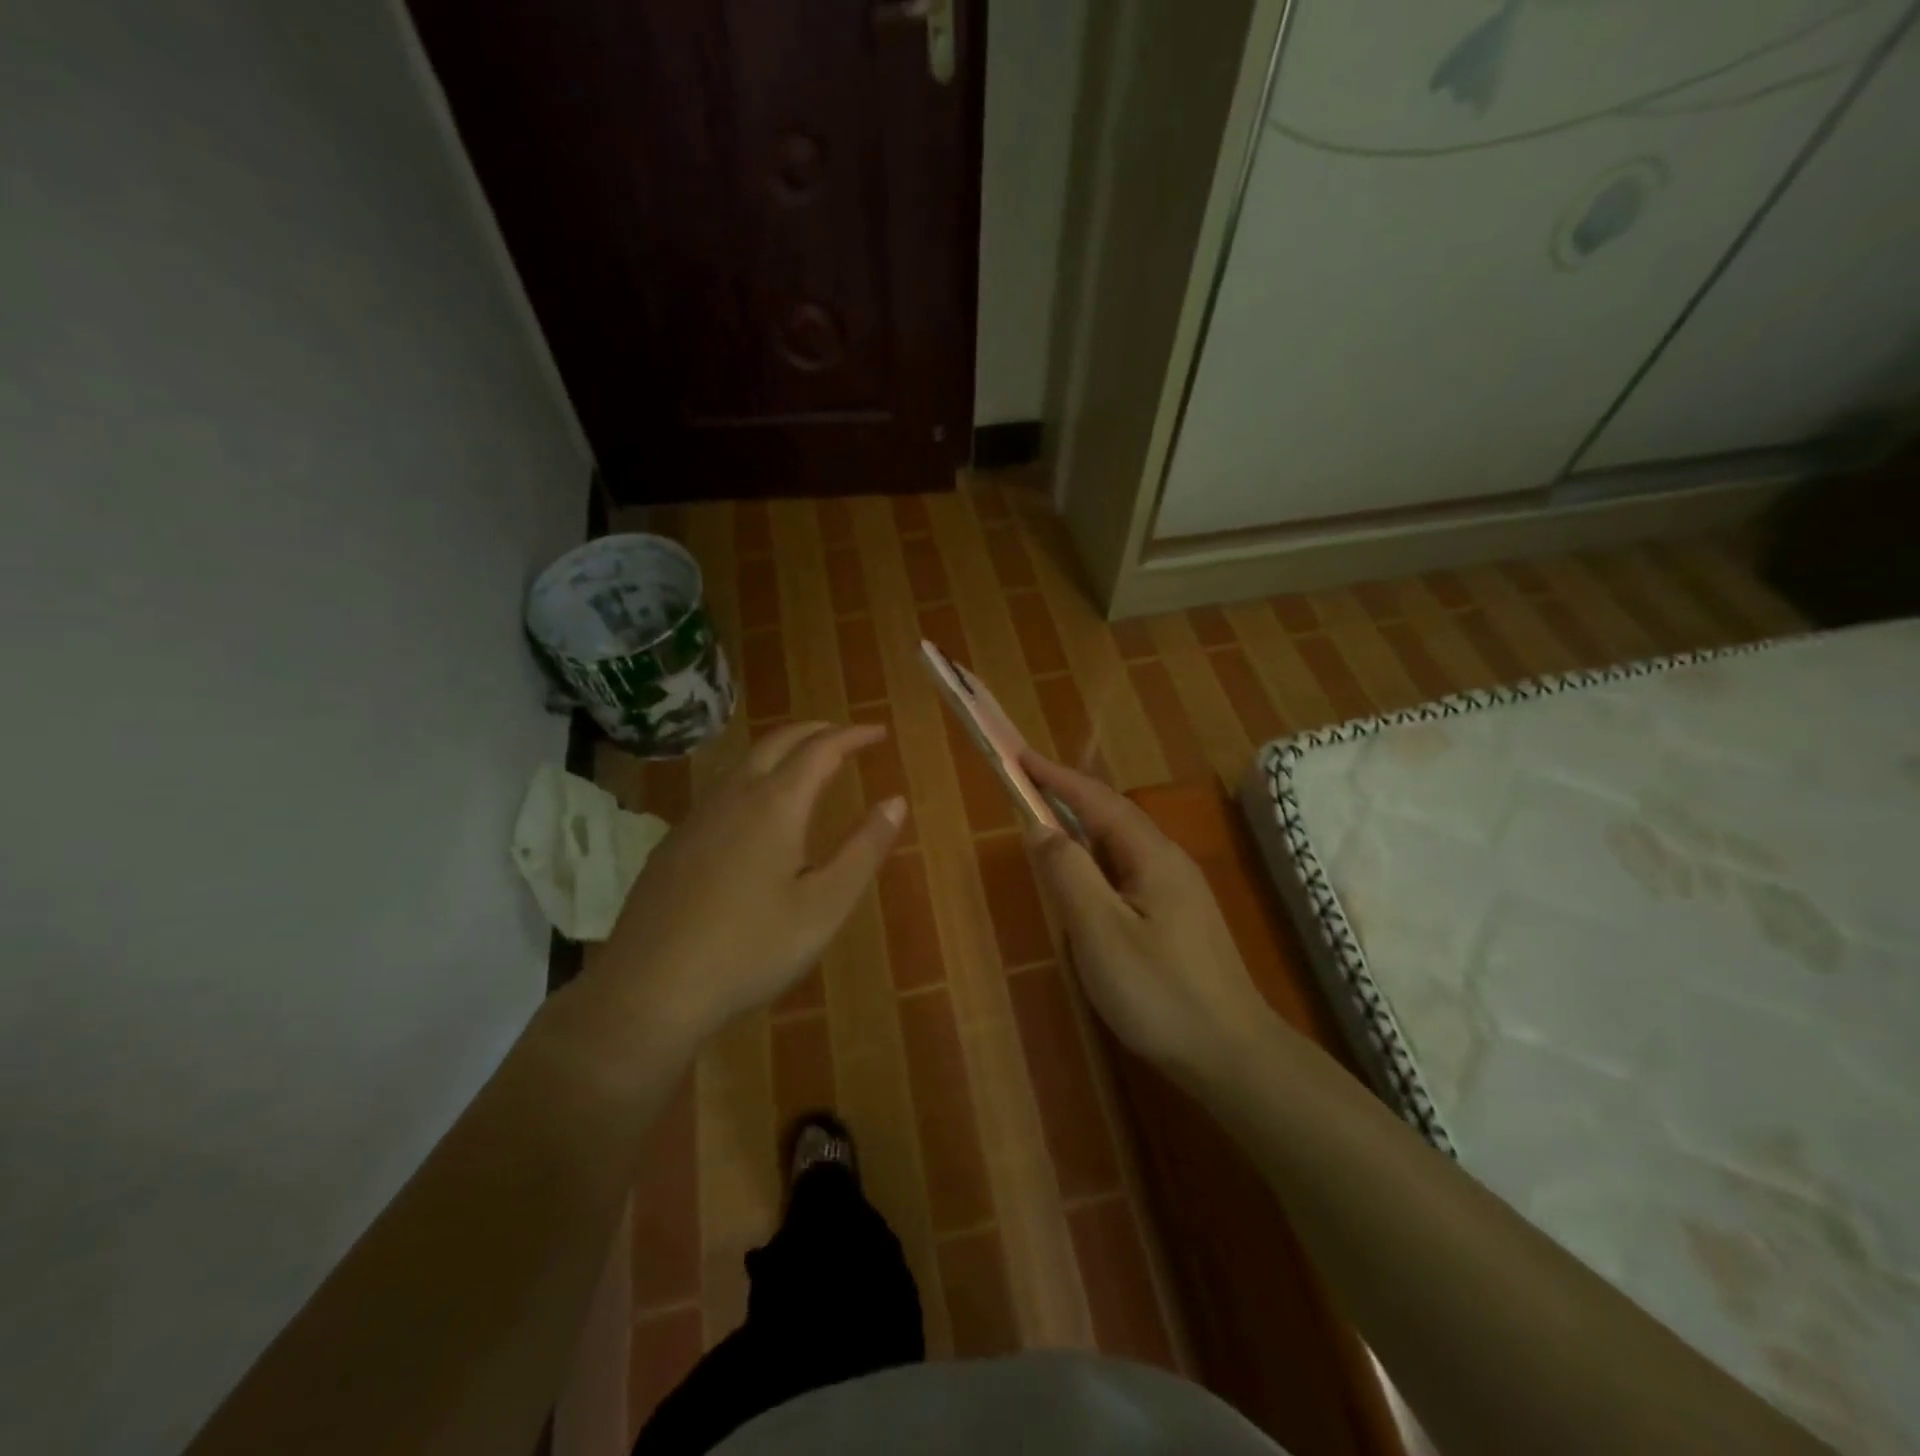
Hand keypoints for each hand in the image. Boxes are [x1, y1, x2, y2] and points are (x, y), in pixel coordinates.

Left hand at [601, 722, 905, 1041]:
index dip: (853, 736)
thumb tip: (895, 801)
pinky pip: (722, 788)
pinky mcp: (674, 842)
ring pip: (744, 761)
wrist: (649, 988)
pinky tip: (755, 809)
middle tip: (846, 735)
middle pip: (777, 741)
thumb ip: (863, 849)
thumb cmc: (751, 949)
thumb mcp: (824, 906)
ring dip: (781, 749)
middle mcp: (734, 797)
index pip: (821, 750)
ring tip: (806, 762)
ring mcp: (697, 817)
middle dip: (816, 731)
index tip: (879, 732)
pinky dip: (754, 776)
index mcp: (776, 805)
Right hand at [1021, 751, 1278, 1079]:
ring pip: (1122, 847)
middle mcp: (1169, 862)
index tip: (1021, 757)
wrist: (1231, 1054)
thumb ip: (1068, 873)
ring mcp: (1179, 892)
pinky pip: (1128, 873)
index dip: (1057, 777)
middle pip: (1114, 817)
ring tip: (1048, 828)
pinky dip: (1097, 863)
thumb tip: (1041, 828)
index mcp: (1152, 856)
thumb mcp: (1100, 931)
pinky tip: (1086, 886)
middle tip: (1028, 788)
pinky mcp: (1179, 919)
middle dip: (1070, 797)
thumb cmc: (1159, 991)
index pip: (1098, 801)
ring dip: (1083, 830)